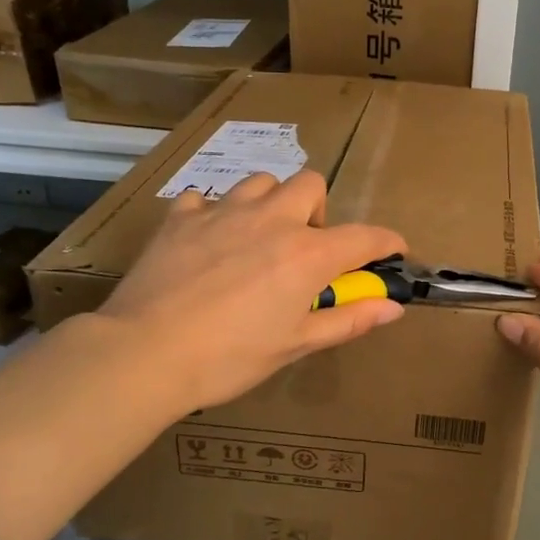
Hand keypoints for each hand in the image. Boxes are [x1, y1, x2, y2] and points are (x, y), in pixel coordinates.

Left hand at [98, 170, 407, 411]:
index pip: (364, 236)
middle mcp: (271, 220)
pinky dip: (213, 214)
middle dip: (318, 210)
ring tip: (258, 237)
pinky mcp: (181, 218)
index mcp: (306, 254)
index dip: (386, 242)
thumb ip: (347, 320)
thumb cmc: (229, 357)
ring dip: (270, 203)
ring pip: (260, 182)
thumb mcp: (295, 345)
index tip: (393, 251)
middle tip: (304, 248)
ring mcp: (223, 212)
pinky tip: (207, 241)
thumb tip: (392, 308)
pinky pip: (204, 199)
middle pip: (310, 185)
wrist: (145, 353)